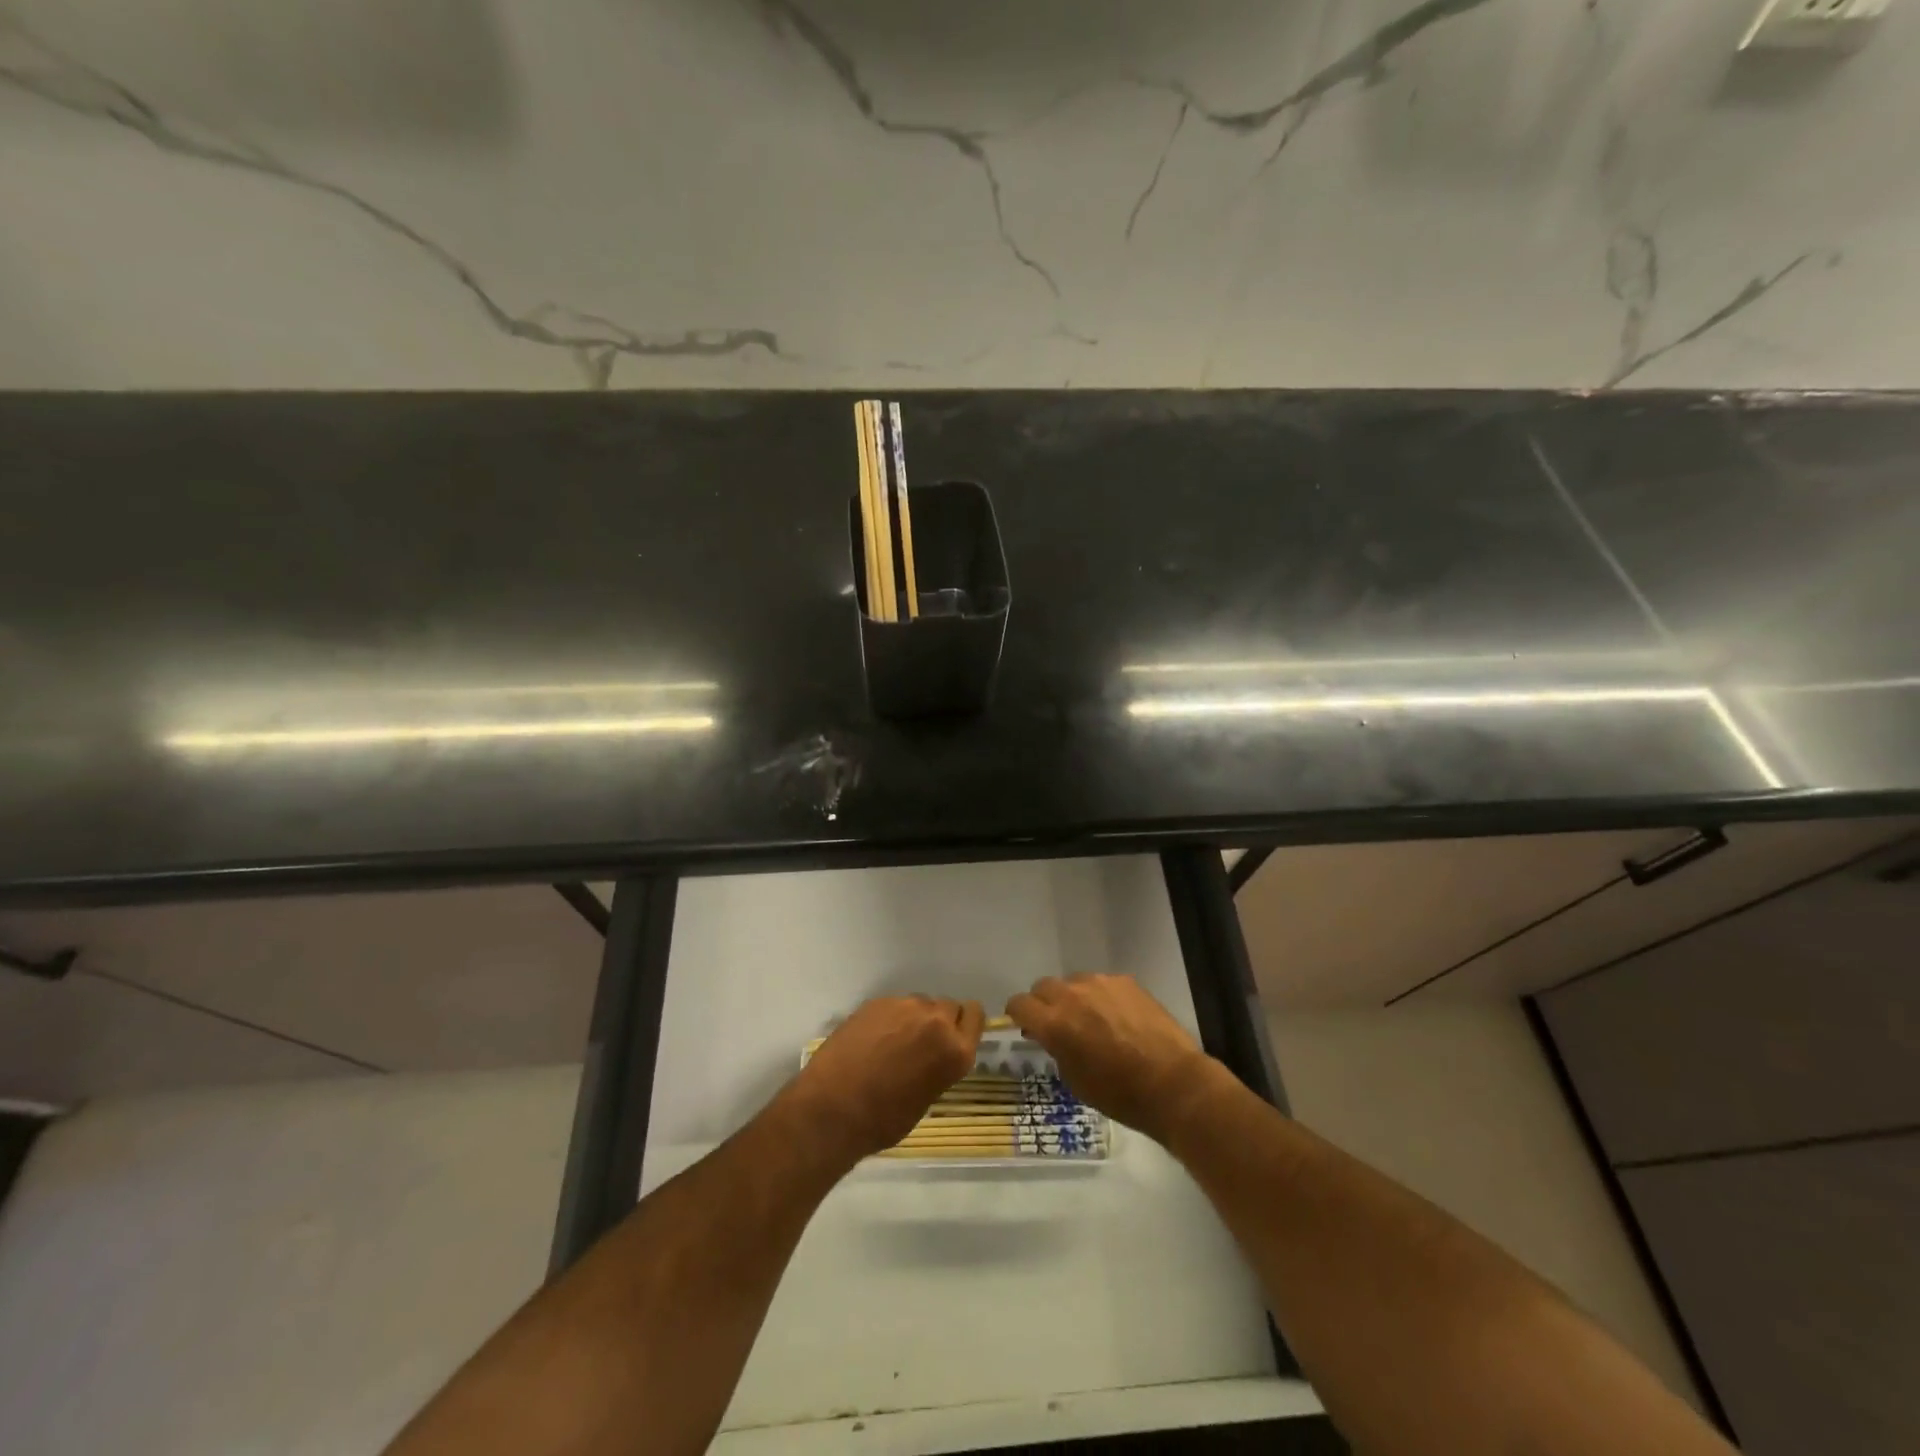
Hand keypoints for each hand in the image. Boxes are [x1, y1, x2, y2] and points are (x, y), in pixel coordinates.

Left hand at [785, 996, 983, 1161]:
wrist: (834, 1108)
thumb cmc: (884, 1120)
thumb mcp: (927, 1098)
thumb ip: (940, 1066)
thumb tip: (933, 1055)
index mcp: (956, 1050)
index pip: (976, 1016)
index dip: (965, 1025)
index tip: (954, 1037)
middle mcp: (936, 1021)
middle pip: (949, 1006)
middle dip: (939, 1022)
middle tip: (920, 1044)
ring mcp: (905, 1007)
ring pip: (920, 1003)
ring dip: (914, 1018)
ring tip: (892, 1043)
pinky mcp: (878, 1002)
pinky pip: (894, 1005)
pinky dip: (889, 1018)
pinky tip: (872, 1040)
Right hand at [1006, 974, 1221, 1144]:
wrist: (1172, 1084)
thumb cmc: (1119, 1094)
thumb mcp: (1074, 1080)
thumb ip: (1055, 1048)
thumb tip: (1048, 1034)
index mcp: (1054, 1023)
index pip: (1019, 1004)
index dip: (1018, 1015)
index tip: (1026, 1026)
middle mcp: (1072, 995)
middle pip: (1042, 986)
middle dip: (1044, 1003)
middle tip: (1057, 1024)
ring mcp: (1100, 983)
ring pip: (1073, 982)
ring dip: (1073, 998)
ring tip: (1091, 1020)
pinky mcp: (1125, 981)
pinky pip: (1101, 983)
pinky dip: (1101, 997)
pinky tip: (1117, 1017)